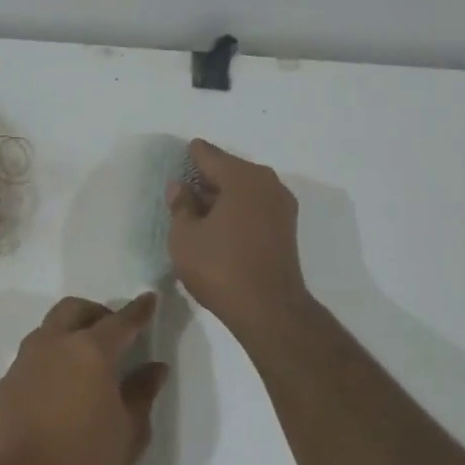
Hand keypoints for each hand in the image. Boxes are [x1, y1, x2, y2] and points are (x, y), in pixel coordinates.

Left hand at [0, 293, 169, 464]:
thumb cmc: (88, 461)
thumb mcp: (130, 431)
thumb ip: (143, 392)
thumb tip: (155, 368)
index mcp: (91, 351)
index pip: (121, 321)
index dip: (138, 310)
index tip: (149, 300)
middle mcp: (54, 344)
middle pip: (74, 309)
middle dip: (96, 313)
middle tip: (113, 334)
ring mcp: (24, 361)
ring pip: (48, 329)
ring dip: (68, 332)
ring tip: (83, 359)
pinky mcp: (5, 382)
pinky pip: (31, 357)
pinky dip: (49, 359)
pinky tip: (57, 387)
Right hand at [167, 139, 309, 334]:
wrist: (268, 309)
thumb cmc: (220, 267)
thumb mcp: (185, 236)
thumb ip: (180, 206)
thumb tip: (180, 187)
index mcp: (241, 177)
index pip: (209, 155)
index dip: (191, 156)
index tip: (179, 156)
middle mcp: (267, 183)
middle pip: (230, 170)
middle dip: (207, 177)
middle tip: (184, 186)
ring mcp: (281, 205)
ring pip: (245, 189)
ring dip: (223, 195)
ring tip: (198, 208)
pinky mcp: (286, 228)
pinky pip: (255, 206)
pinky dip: (237, 209)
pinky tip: (219, 224)